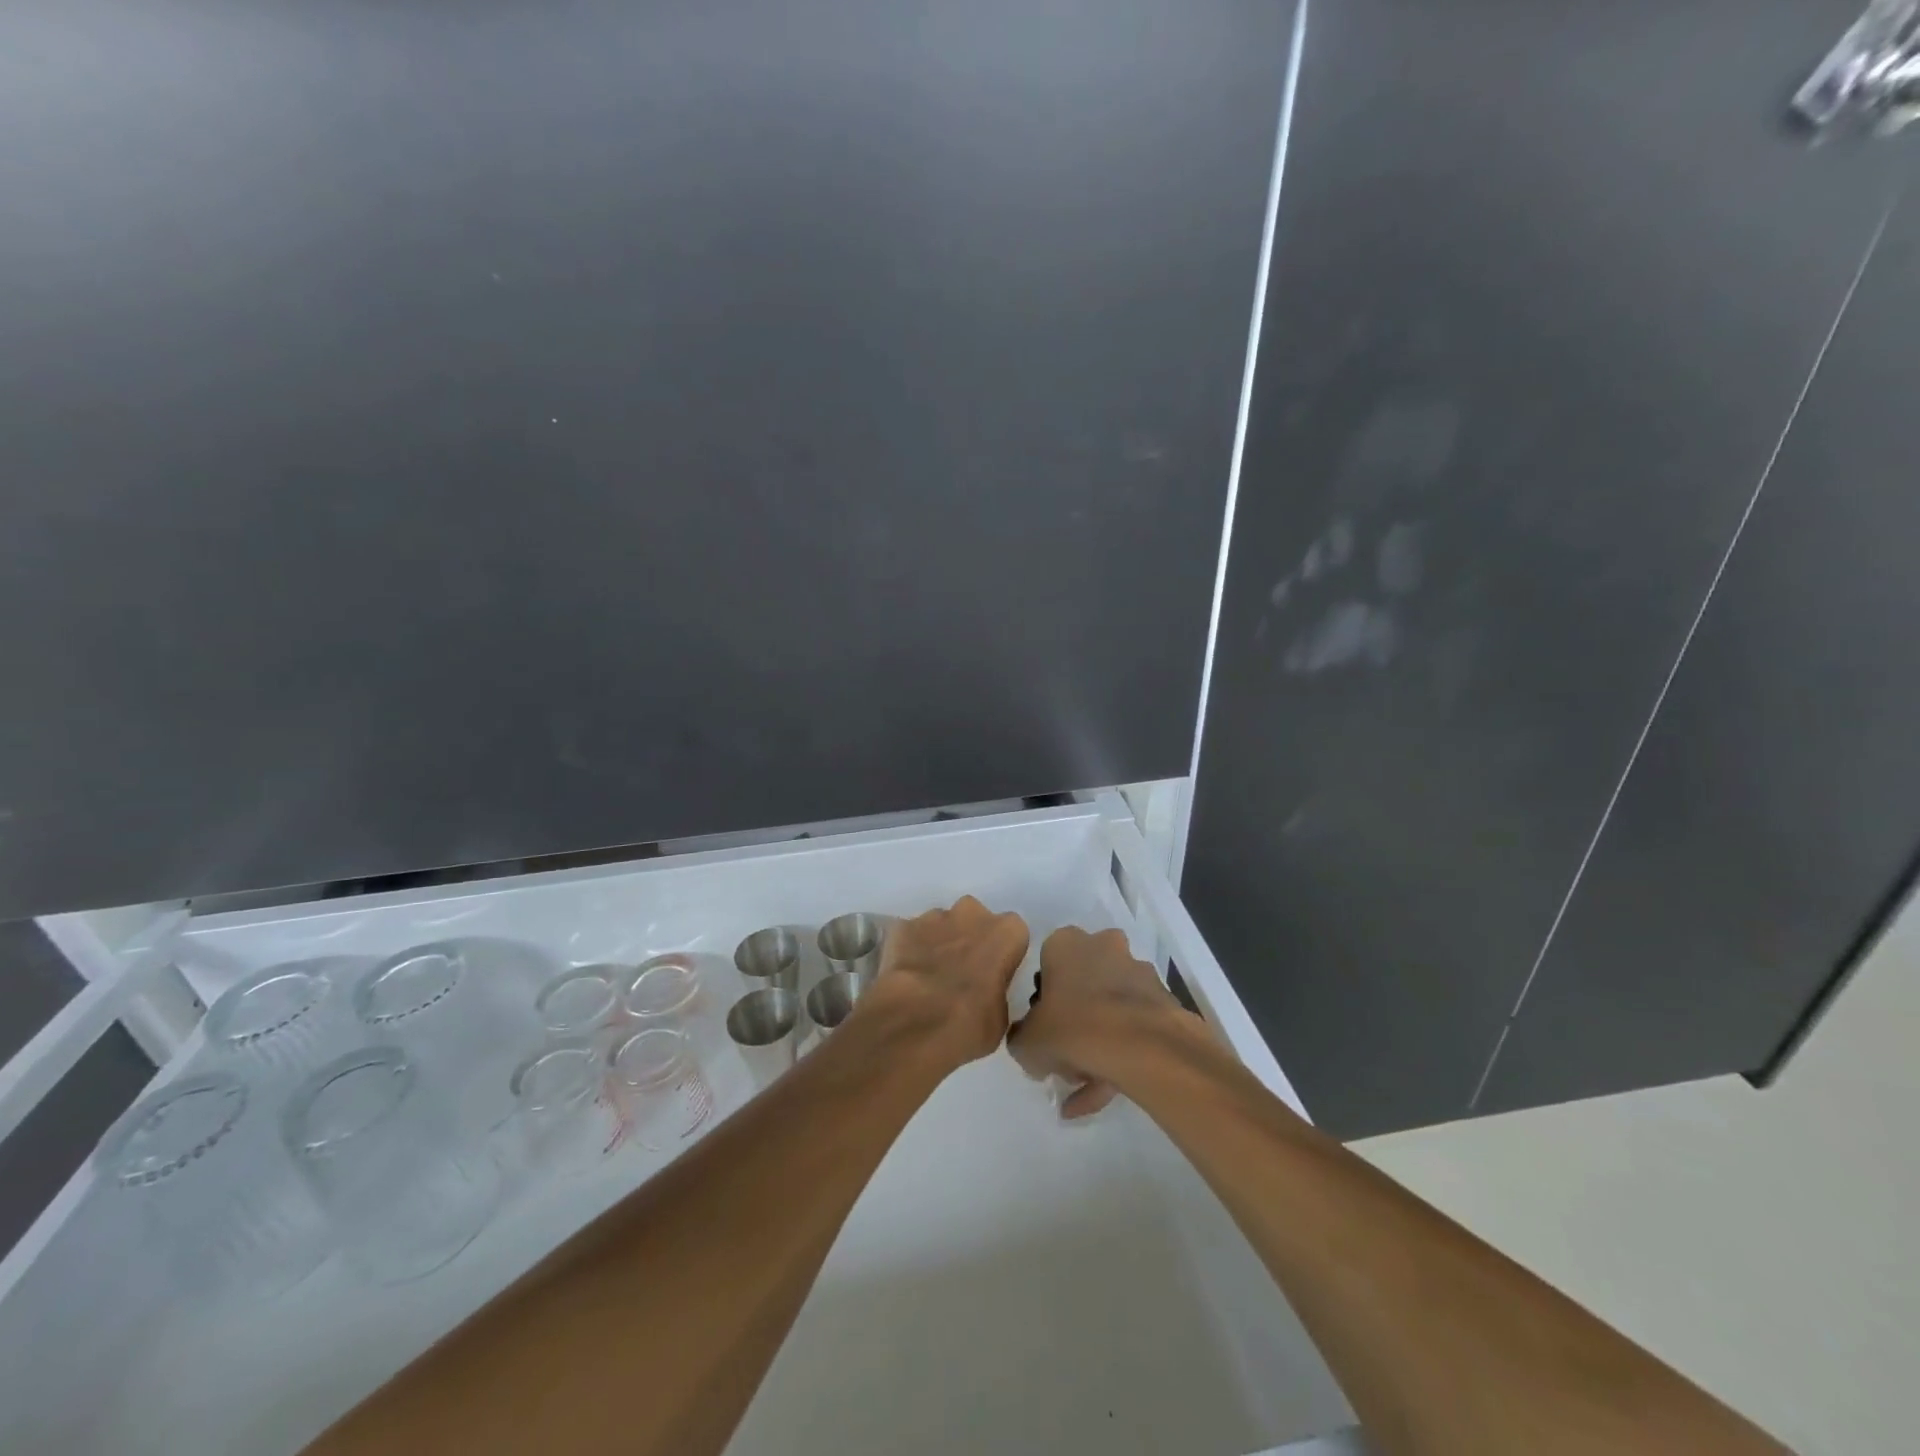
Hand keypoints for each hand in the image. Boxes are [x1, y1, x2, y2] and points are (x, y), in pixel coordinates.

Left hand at [862, 896, 1029, 1067]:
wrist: (914, 1024)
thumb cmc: (970, 1024)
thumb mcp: (1001, 1017)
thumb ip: (998, 990)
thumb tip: (987, 993)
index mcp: (1007, 931)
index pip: (1012, 934)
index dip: (1002, 953)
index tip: (993, 974)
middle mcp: (972, 913)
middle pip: (975, 919)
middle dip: (970, 939)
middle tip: (961, 972)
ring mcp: (934, 916)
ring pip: (941, 924)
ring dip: (940, 943)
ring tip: (930, 977)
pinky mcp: (902, 927)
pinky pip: (911, 934)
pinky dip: (910, 949)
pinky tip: (906, 976)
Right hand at [1008, 926, 1197, 1117]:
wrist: (1142, 1047)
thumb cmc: (1073, 1028)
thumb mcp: (1027, 1042)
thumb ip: (1022, 1039)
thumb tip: (1030, 1043)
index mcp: (1066, 943)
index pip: (1046, 967)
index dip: (1043, 1004)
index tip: (1043, 1032)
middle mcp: (1103, 946)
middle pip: (1082, 985)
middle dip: (1074, 1022)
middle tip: (1064, 1058)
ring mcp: (1137, 972)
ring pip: (1110, 1009)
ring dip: (1098, 1044)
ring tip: (1086, 1087)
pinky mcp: (1162, 1001)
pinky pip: (1133, 1028)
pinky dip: (1120, 1056)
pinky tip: (1107, 1094)